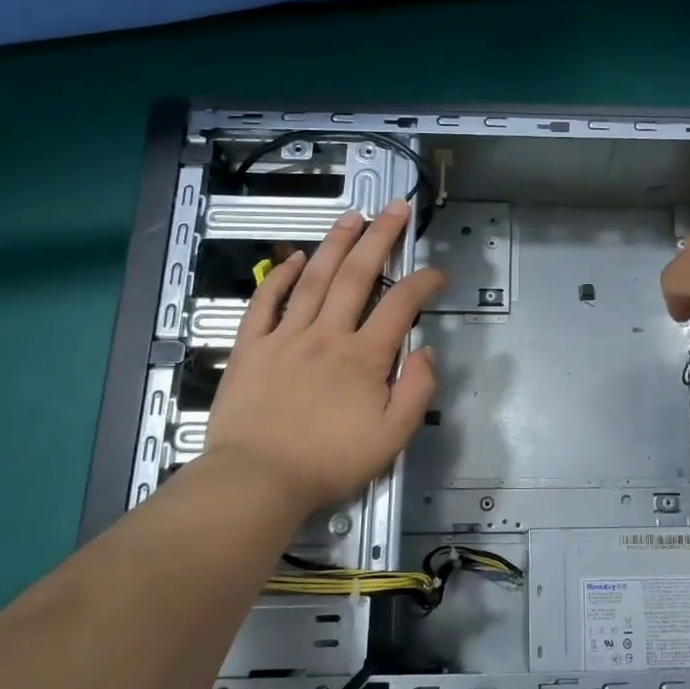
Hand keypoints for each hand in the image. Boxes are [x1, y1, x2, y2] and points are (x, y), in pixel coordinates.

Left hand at [197, 201, 442, 521]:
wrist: (256, 480)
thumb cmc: (329, 462)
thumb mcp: (392, 438)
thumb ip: (417, 391)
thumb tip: (426, 351)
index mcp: (364, 357)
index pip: (401, 306)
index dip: (423, 283)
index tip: (437, 273)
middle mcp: (327, 335)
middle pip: (358, 275)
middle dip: (380, 237)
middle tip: (395, 208)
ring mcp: (286, 336)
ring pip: (315, 279)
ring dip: (336, 243)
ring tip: (352, 216)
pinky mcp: (252, 346)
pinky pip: (267, 302)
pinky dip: (282, 276)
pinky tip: (297, 258)